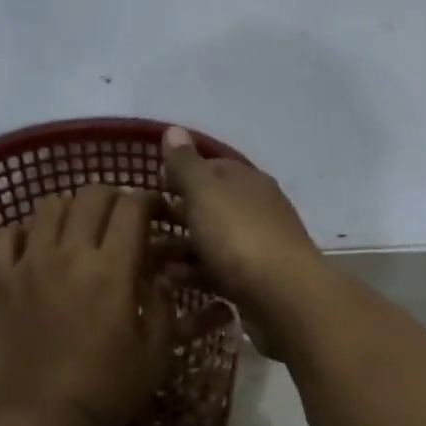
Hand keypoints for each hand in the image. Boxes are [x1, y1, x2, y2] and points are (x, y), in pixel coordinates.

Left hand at [0, 185, 176, 425]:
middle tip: (121, 218)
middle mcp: (69, 253)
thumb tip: (160, 277)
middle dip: (113, 197)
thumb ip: (163, 308)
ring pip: (48, 205)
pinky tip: (34, 247)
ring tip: (78, 229)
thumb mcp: (155, 356)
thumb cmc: (103, 392)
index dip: (149, 200)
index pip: (132, 207)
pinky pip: (4, 234)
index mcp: (112, 269)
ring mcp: (28, 264)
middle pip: (91, 195)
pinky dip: (23, 230)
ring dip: (70, 208)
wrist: (34, 420)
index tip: (157, 212)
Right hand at [162, 126, 324, 352]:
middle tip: (142, 225)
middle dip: (177, 214)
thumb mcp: (206, 194)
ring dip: (179, 247)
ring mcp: (256, 247)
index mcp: (247, 182)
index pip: (212, 168)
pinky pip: (216, 272)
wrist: (284, 296)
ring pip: (211, 241)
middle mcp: (255, 210)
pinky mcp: (253, 281)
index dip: (181, 174)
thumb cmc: (239, 236)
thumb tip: (174, 129)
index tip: (153, 186)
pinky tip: (168, 281)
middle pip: (210, 207)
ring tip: (146, 256)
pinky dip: (193, 273)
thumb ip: (186, 165)